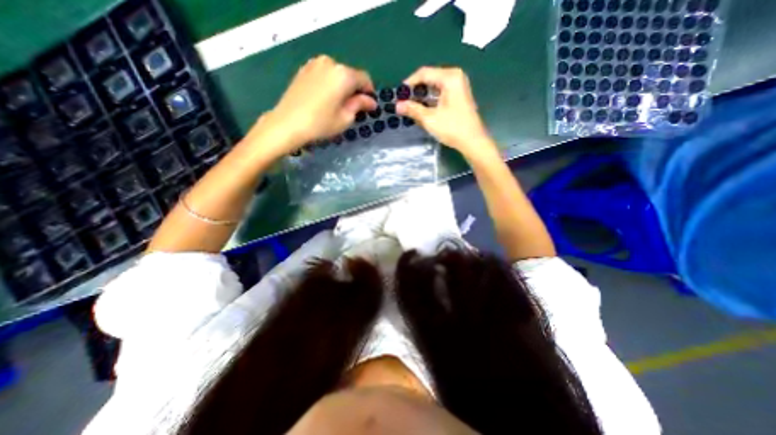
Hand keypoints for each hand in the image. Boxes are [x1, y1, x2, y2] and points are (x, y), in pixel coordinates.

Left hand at [254, 55, 377, 157]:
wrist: (287, 123)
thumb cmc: (320, 123)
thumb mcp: (345, 118)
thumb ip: (359, 105)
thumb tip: (371, 101)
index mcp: (343, 74)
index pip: (364, 79)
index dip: (369, 92)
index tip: (369, 106)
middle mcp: (330, 63)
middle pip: (350, 75)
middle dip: (355, 90)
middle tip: (354, 108)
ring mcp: (314, 64)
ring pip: (336, 74)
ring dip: (342, 87)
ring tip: (339, 104)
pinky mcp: (304, 70)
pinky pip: (324, 75)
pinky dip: (329, 84)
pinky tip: (326, 99)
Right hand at [397, 66, 499, 161]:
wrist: (472, 141)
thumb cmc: (452, 128)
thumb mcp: (430, 119)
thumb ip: (413, 110)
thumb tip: (397, 105)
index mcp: (449, 77)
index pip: (424, 73)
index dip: (409, 83)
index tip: (398, 95)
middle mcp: (455, 77)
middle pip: (429, 78)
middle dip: (415, 90)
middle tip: (403, 102)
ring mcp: (458, 86)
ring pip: (434, 87)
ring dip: (422, 96)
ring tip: (410, 107)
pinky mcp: (459, 96)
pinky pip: (440, 93)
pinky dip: (430, 100)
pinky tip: (422, 109)